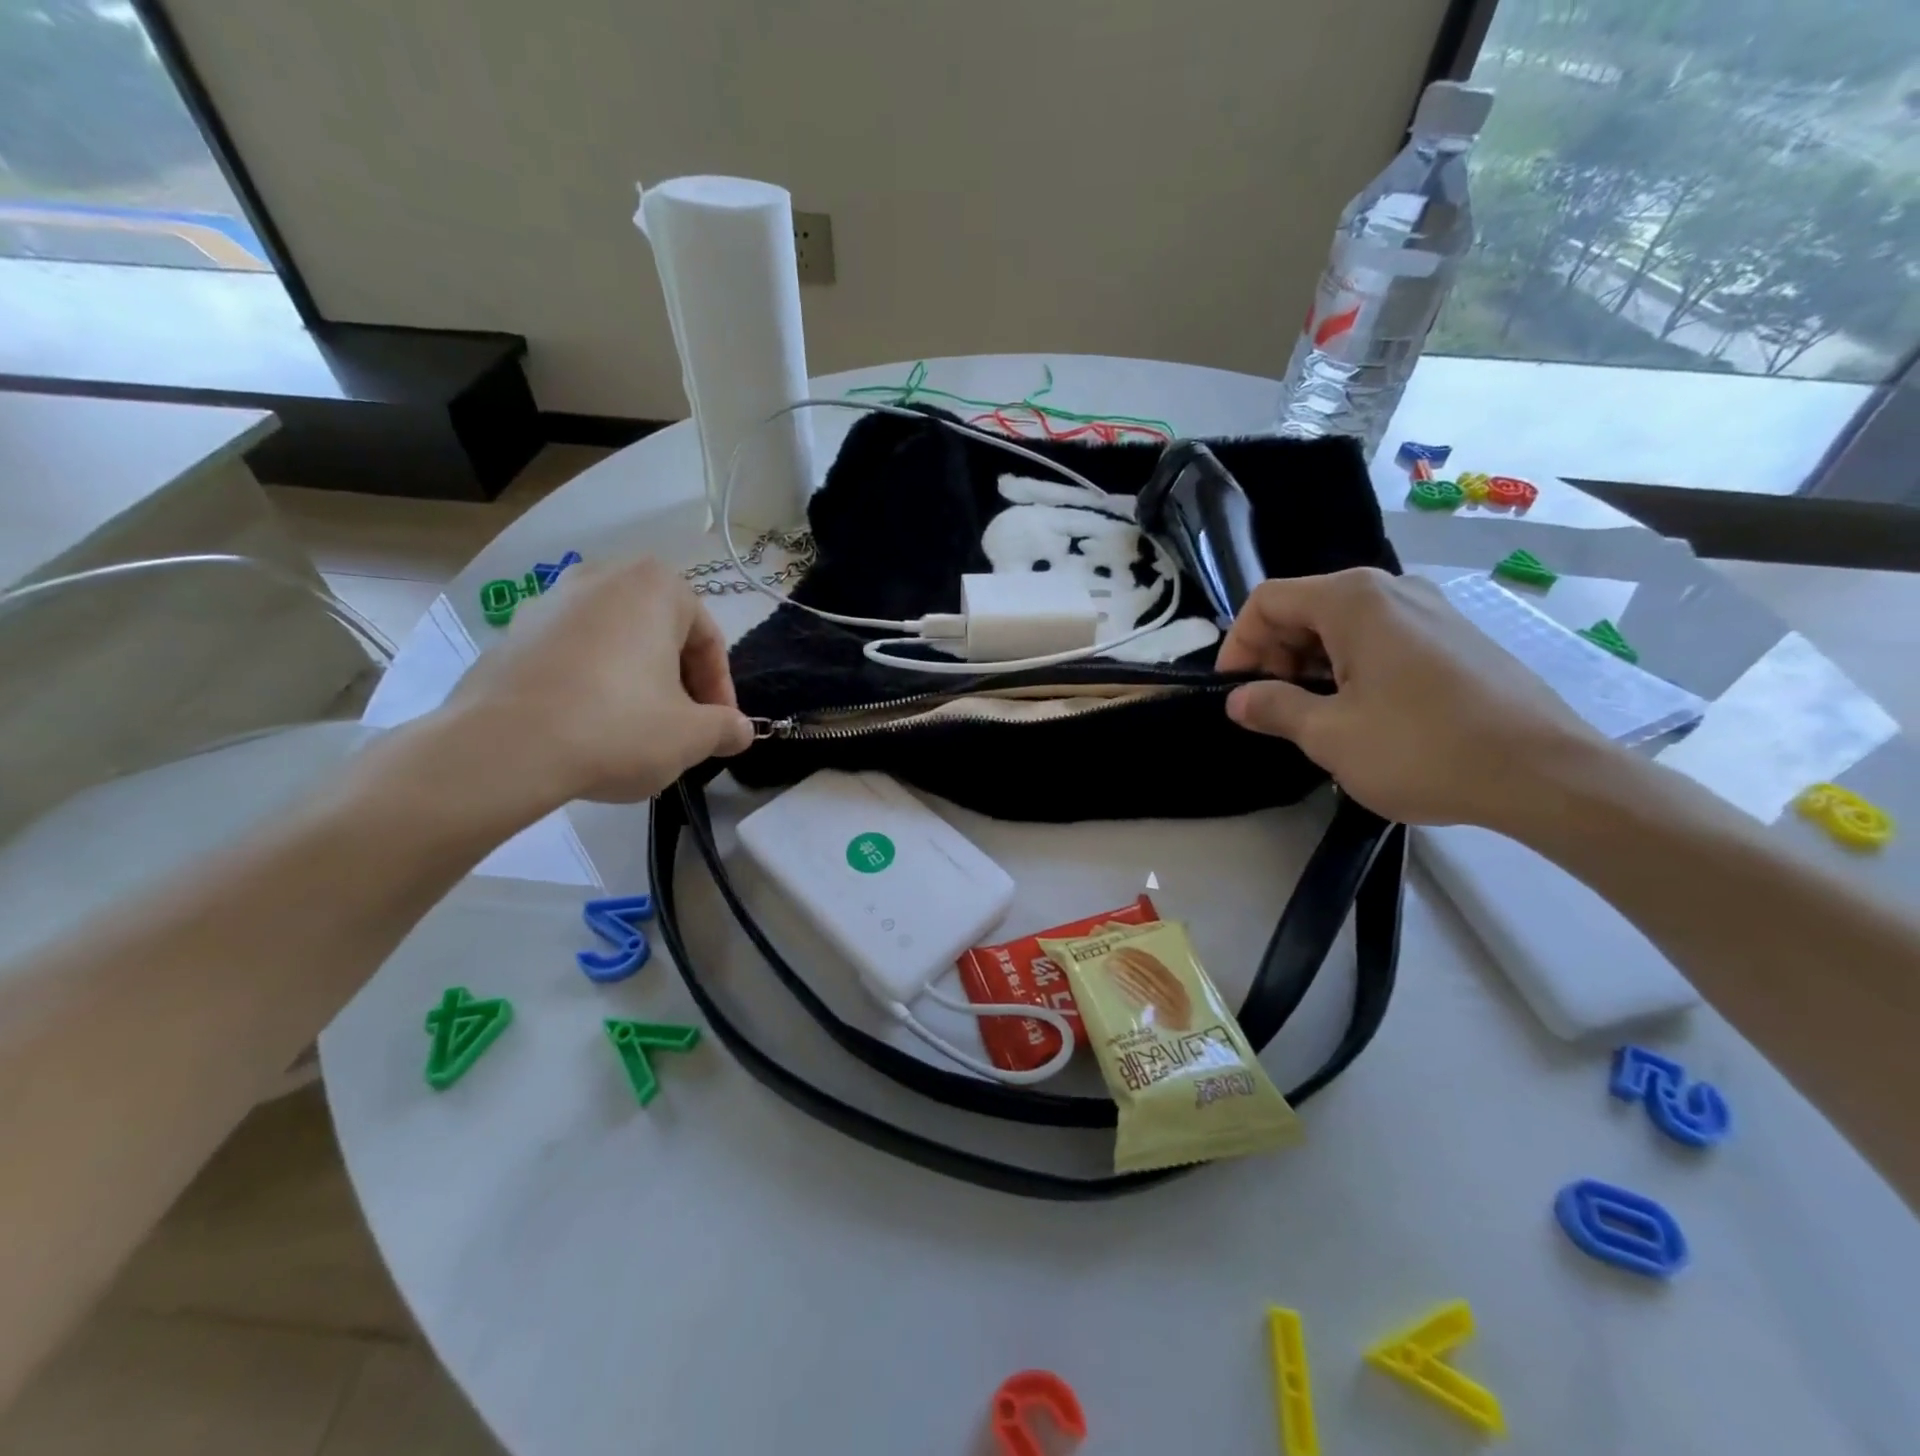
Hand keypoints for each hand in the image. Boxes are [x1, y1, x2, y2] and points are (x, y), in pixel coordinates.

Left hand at [445, 557, 753, 809]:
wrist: (502, 749)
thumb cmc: (617, 727)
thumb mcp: (692, 736)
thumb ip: (727, 728)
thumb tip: (740, 730)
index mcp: (654, 586)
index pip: (707, 638)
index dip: (720, 690)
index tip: (717, 729)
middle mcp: (602, 577)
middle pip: (661, 635)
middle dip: (678, 681)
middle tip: (682, 727)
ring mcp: (548, 602)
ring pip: (616, 644)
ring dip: (636, 682)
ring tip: (635, 730)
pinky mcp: (511, 635)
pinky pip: (572, 657)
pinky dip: (591, 685)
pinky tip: (588, 728)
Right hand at [1216, 568, 1603, 825]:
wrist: (1546, 774)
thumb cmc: (1423, 749)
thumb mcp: (1330, 735)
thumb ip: (1274, 708)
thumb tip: (1238, 700)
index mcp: (1354, 600)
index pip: (1268, 601)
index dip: (1238, 645)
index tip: (1233, 692)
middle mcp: (1392, 589)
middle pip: (1305, 608)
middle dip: (1274, 655)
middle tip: (1271, 708)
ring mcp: (1431, 610)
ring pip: (1343, 625)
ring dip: (1311, 664)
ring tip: (1312, 716)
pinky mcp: (1456, 637)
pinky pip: (1382, 638)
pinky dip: (1351, 666)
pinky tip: (1361, 712)